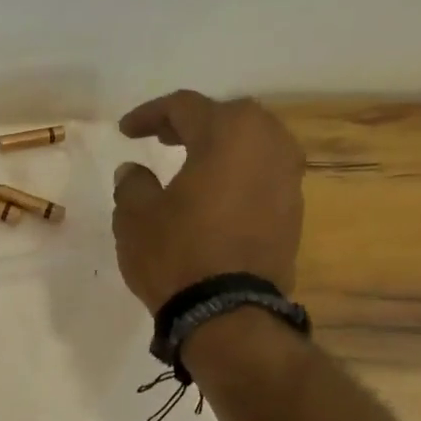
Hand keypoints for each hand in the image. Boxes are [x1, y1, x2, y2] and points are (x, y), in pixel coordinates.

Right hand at [111, 91, 304, 312]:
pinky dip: (237, 175)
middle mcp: (268, 144)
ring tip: (191, 165)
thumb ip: (132, 184)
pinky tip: (214, 195)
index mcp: (228, 134)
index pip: (185, 107)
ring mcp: (288, 178)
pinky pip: (262, 176)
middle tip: (163, 139)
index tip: (126, 131)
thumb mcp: (135, 217)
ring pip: (252, 145)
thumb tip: (133, 171)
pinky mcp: (293, 211)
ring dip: (220, 149)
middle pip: (228, 117)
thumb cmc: (176, 255)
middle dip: (192, 124)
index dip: (150, 115)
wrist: (228, 313)